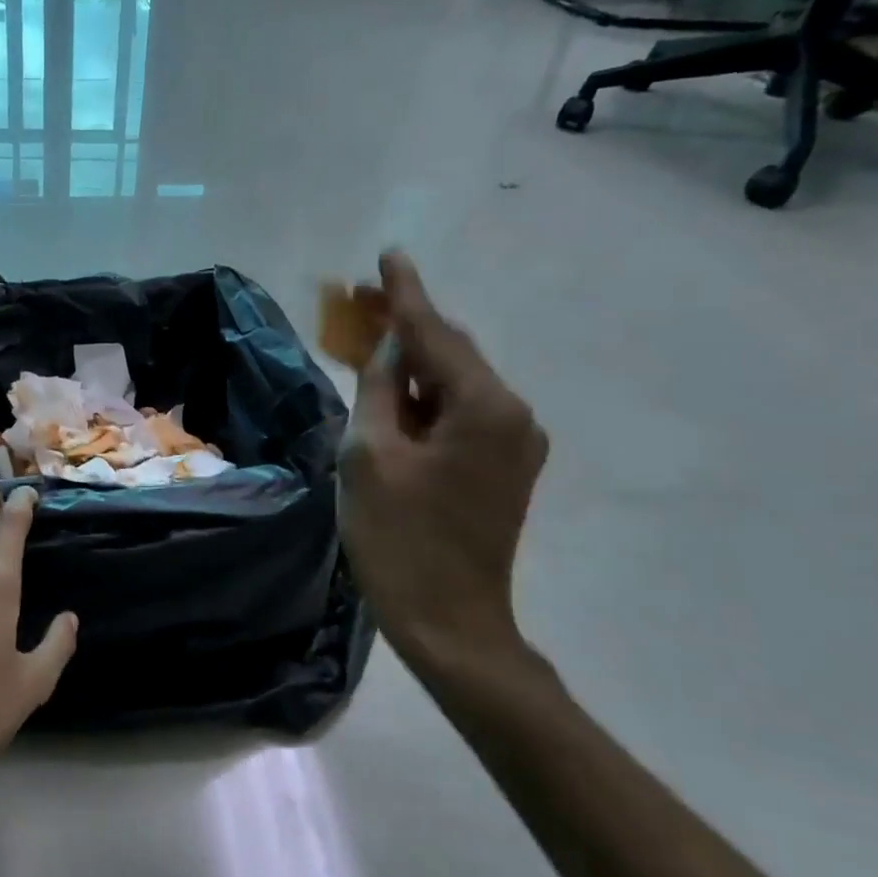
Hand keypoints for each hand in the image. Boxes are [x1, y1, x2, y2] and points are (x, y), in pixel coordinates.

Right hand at [338, 252, 547, 668]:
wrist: (448, 622)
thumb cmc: (398, 538)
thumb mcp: (369, 454)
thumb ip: (378, 388)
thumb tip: (387, 346)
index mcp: (484, 407)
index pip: (433, 333)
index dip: (404, 293)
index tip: (388, 254)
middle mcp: (513, 415)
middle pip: (451, 353)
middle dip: (406, 324)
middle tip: (362, 298)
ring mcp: (515, 443)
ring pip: (456, 382)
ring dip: (413, 362)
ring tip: (369, 342)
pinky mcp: (504, 466)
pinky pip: (461, 411)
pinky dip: (426, 396)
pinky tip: (395, 391)